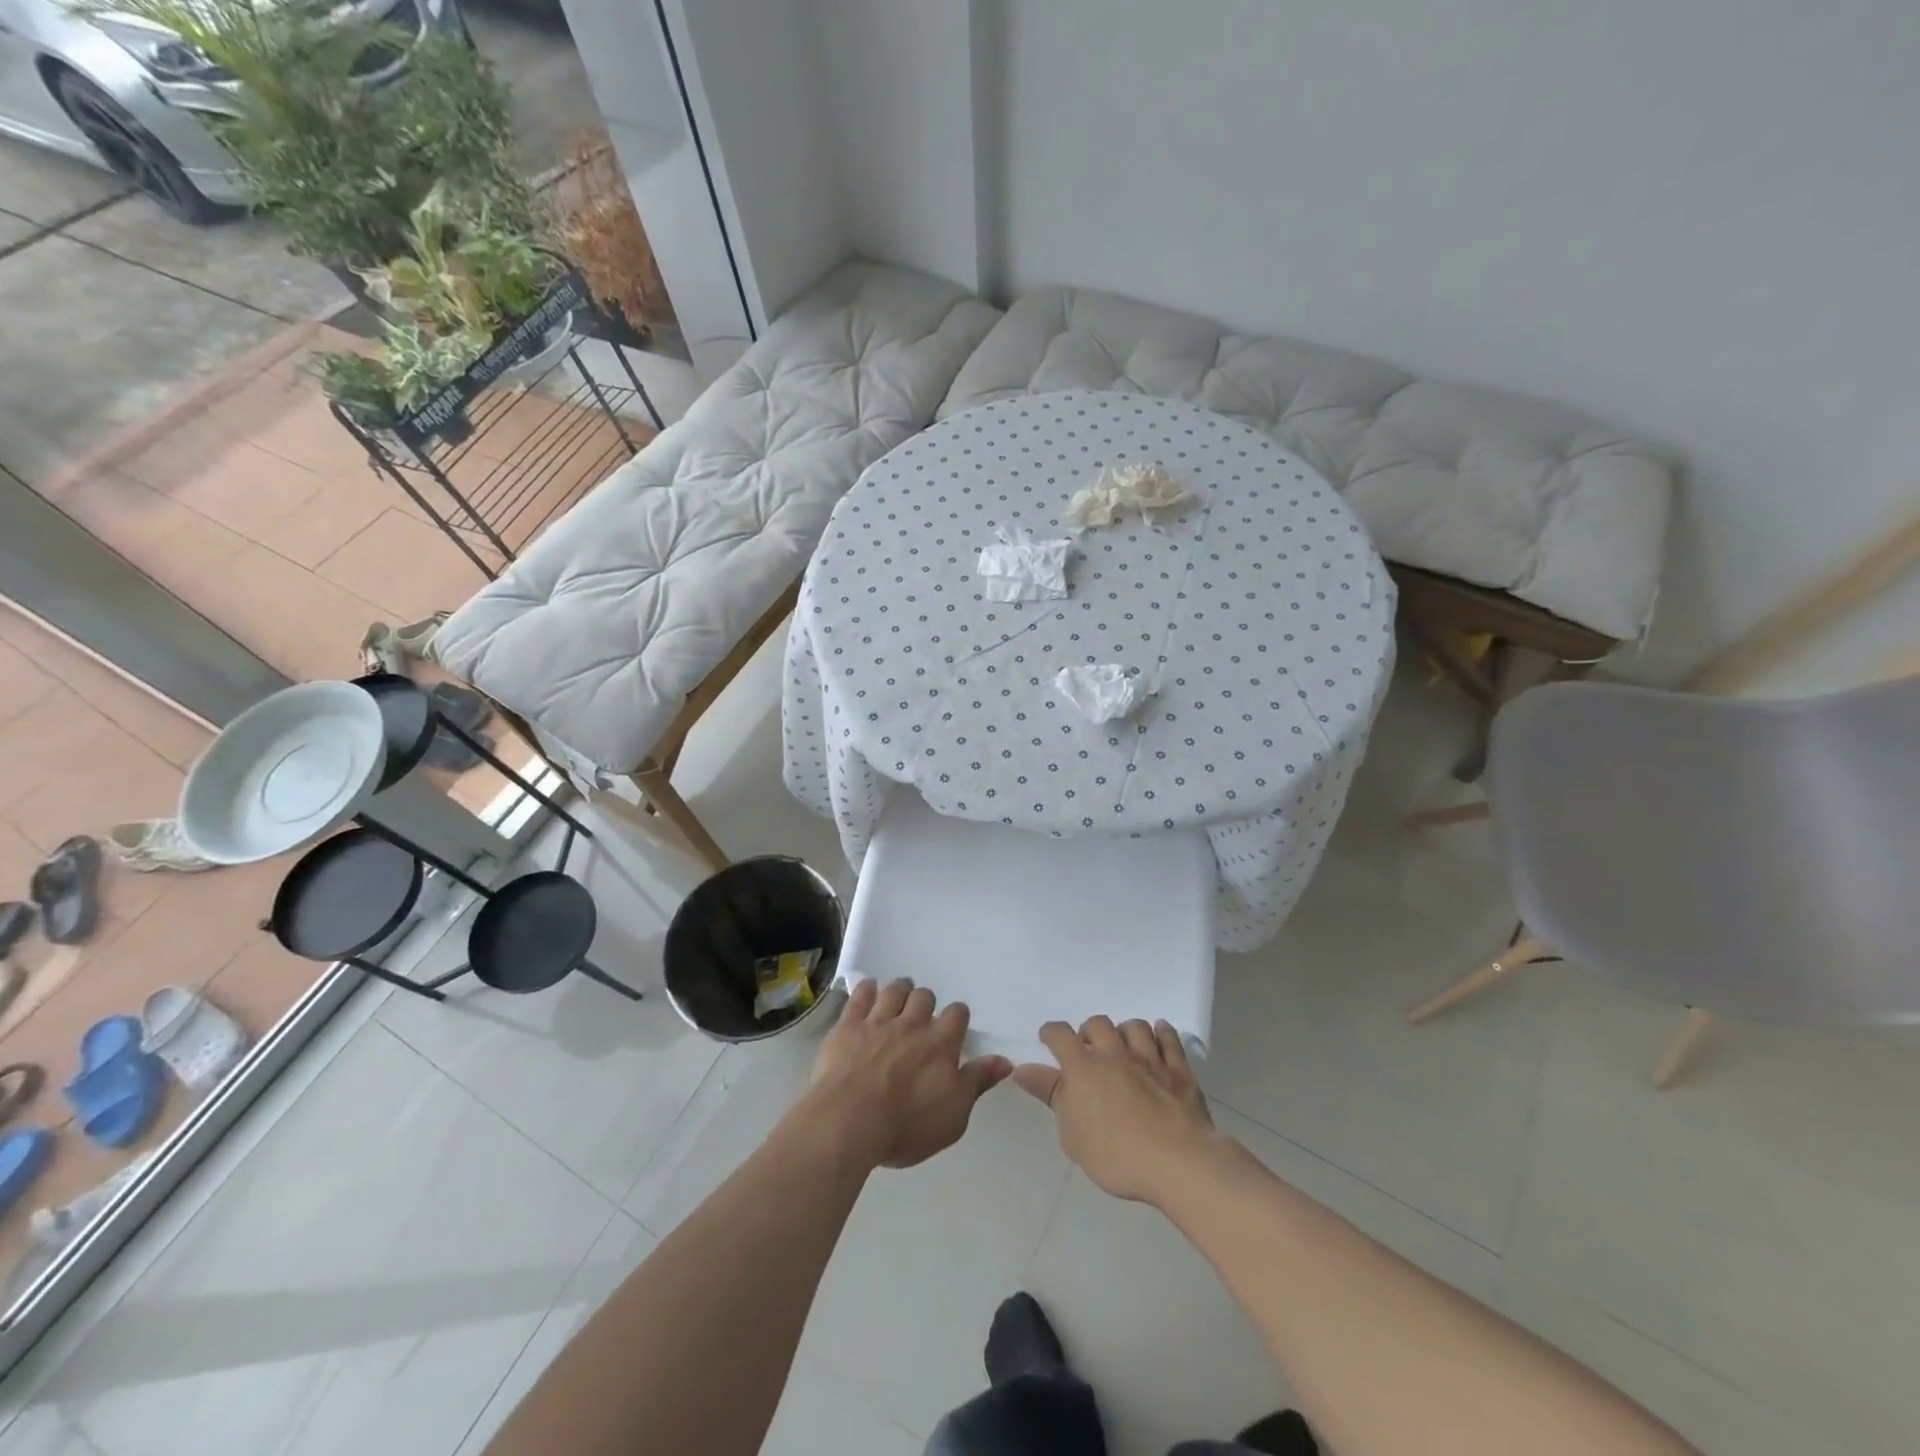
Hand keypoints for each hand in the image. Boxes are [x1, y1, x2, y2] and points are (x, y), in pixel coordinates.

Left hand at [803, 978, 1011, 1170]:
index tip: (954, 1025)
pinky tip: (869, 988)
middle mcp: (912, 1025)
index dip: (956, 1017)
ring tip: (899, 994)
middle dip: (925, 1002)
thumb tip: (1005, 1061)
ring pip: (894, 991)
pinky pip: (860, 997)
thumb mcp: (954, 1115)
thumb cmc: (906, 1126)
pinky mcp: (849, 1026)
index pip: (957, 1015)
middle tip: (921, 1014)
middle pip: (924, 997)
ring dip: (899, 989)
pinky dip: (866, 989)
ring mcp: (878, 1022)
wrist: (850, 1121)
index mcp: (941, 1044)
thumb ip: (977, 1083)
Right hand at [1013, 1016, 1218, 1205]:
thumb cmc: (1116, 1155)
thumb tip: (1022, 1069)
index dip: (1051, 1034)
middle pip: (1097, 1024)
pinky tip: (1159, 1036)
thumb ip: (1050, 1096)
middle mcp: (1114, 1053)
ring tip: (1123, 1047)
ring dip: (1124, 1031)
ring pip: (1134, 1026)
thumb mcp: (1072, 1134)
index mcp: (1083, 1067)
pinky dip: (1162, 1033)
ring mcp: (1149, 1058)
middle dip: (1089, 1033)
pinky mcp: (1178, 1069)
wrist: (1177, 1162)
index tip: (1049, 1041)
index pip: (1060, 1034)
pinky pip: (1169, 1039)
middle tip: (1089, 1052)